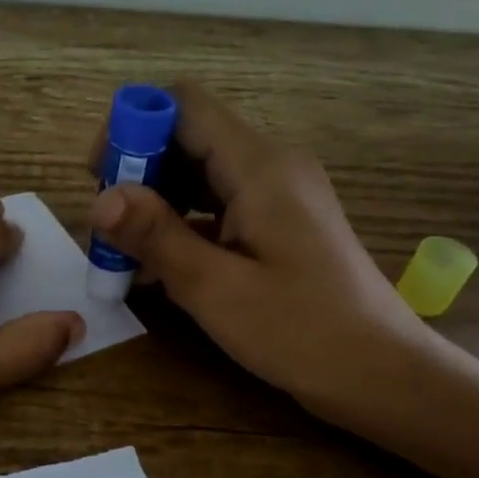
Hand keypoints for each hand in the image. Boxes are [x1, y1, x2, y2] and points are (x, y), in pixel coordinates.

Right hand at [84, 84, 428, 425]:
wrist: (379, 372)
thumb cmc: (301, 331)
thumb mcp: (216, 288)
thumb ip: (157, 237)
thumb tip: (99, 199)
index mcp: (259, 166)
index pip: (184, 105)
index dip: (133, 126)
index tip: (99, 177)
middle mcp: (270, 166)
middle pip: (188, 137)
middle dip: (138, 171)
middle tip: (107, 227)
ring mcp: (277, 196)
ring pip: (199, 175)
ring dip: (156, 203)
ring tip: (123, 252)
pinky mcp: (278, 226)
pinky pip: (218, 207)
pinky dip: (182, 226)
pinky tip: (156, 268)